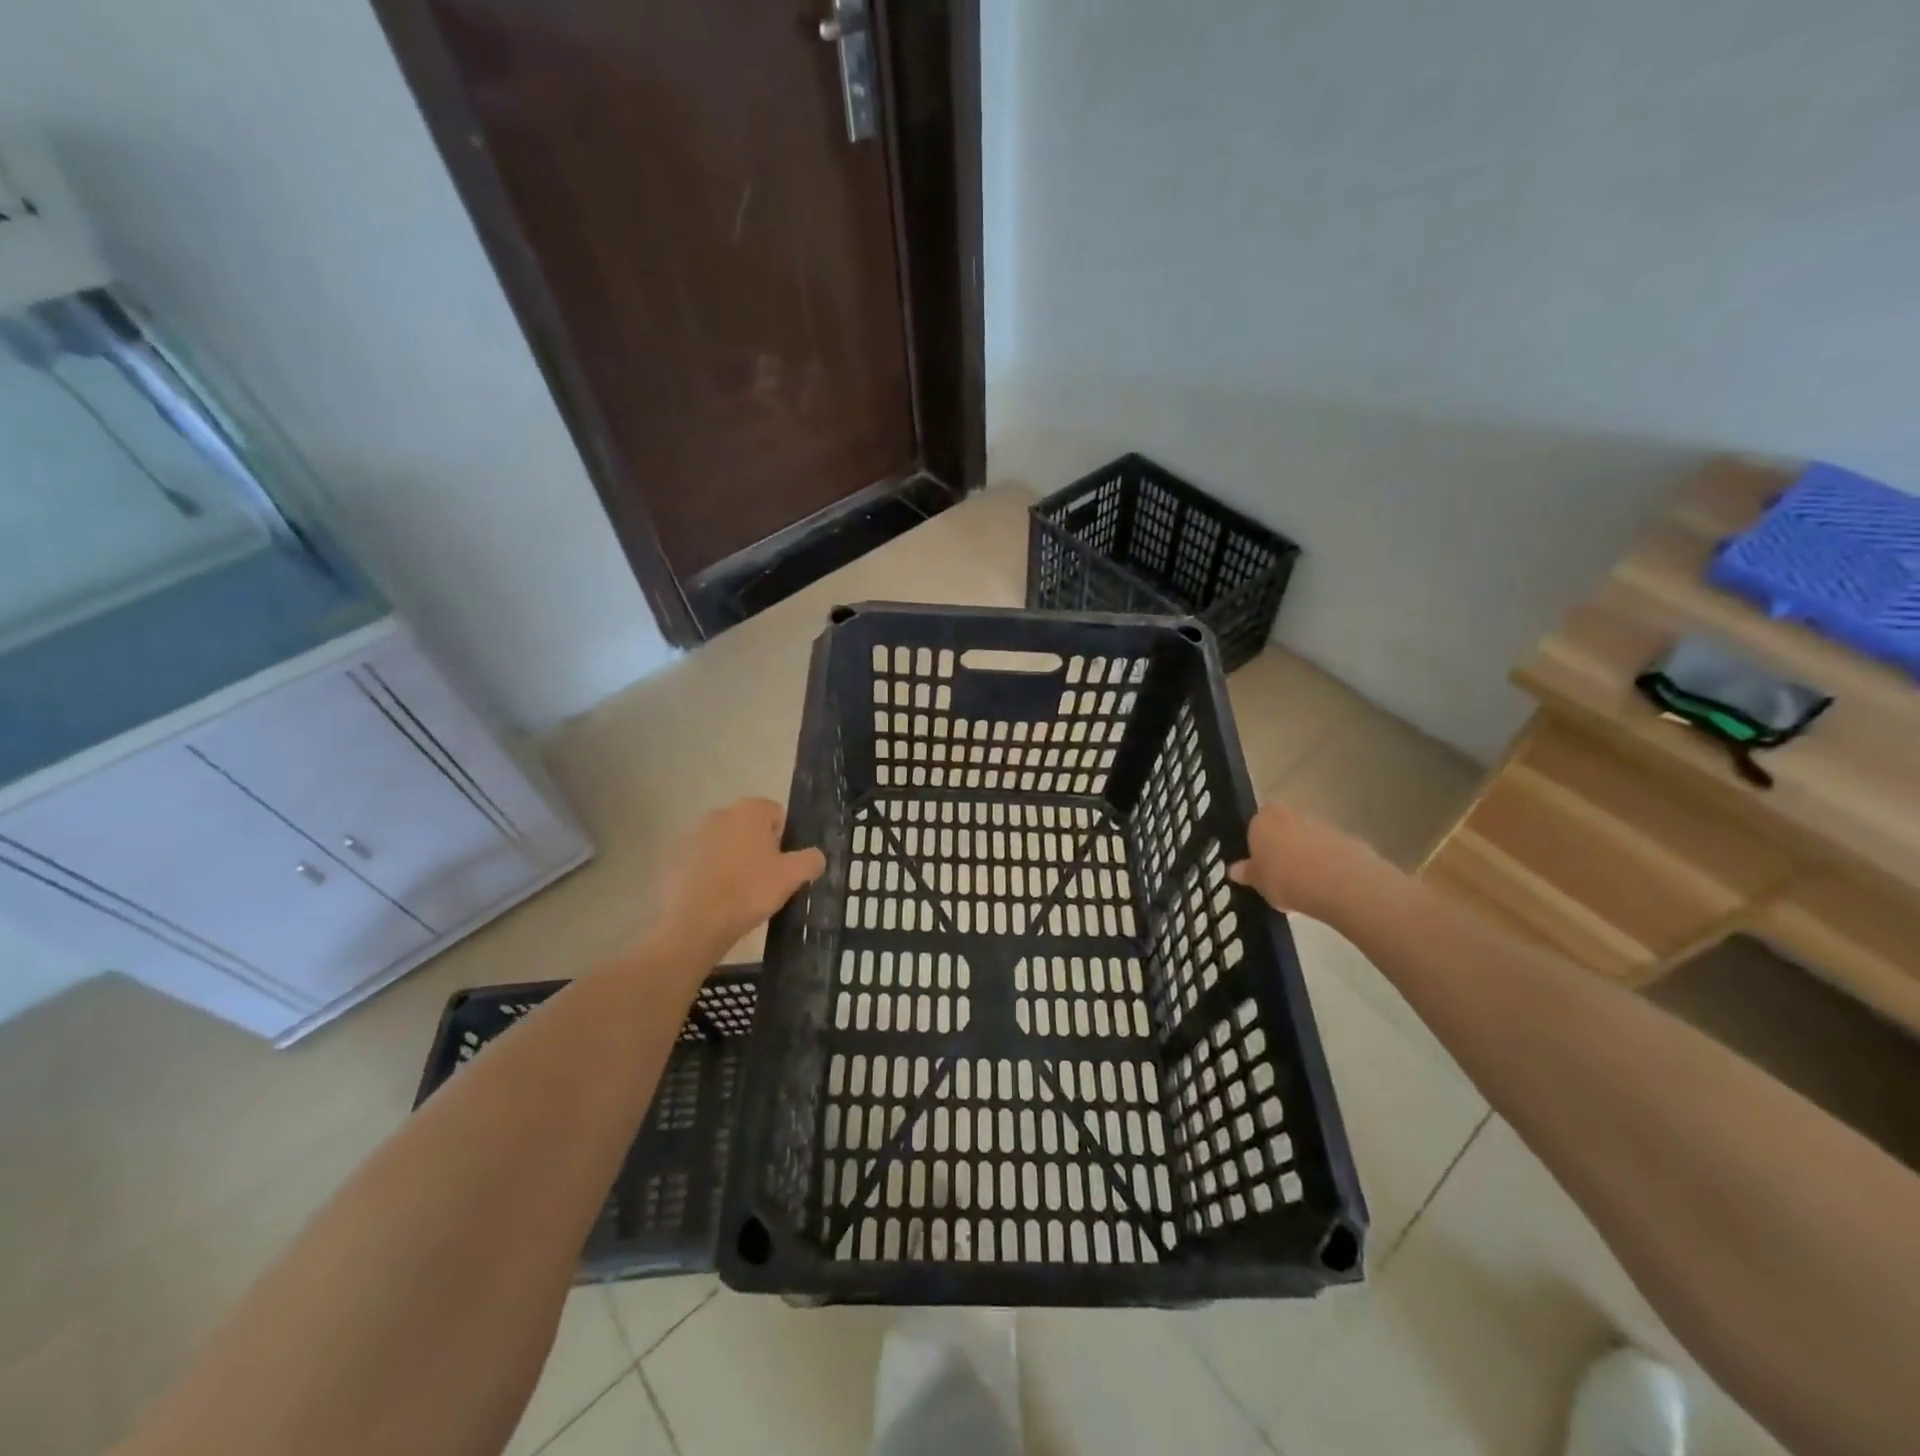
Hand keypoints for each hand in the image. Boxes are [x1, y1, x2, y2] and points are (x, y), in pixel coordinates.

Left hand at [654, 798, 825, 962]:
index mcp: (750, 810)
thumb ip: (811, 860)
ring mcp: (693, 834)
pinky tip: (715, 897)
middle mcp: (720, 813)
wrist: (695, 923)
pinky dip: (711, 872)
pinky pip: (703, 860)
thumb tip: (816, 856)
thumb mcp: (792, 877)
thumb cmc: (749, 891)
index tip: (782, 867)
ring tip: (738, 892)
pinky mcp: (675, 856)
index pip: (777, 815)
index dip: (784, 841)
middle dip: (758, 848)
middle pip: (750, 828)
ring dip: (734, 860)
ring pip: (726, 844)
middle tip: (763, 880)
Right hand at [1227, 802, 1389, 921]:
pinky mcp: (1347, 839)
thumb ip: (1247, 873)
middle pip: (1282, 828)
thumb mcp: (1257, 882)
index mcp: (1263, 820)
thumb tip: (1235, 870)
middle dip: (1281, 847)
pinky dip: (1326, 865)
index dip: (1257, 841)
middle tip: (1279, 874)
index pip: (1255, 823)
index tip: (1258, 862)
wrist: (1340, 884)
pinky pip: (1329, 852)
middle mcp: (1291, 815)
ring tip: (1303, 886)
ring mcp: (1321, 825)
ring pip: (1306, 839)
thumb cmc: (1285, 879)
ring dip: (1305, 856)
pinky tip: (1325, 888)